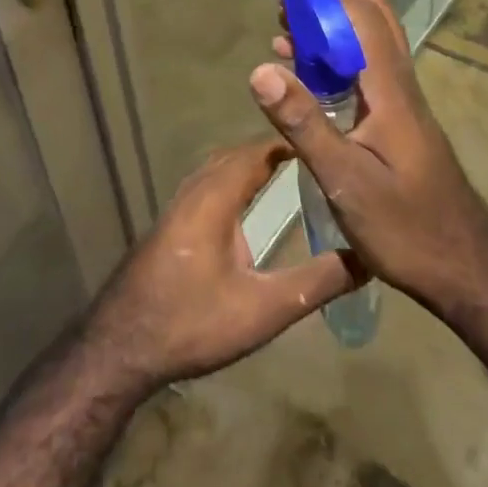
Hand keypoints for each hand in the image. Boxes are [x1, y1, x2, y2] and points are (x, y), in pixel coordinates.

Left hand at [83, 140, 362, 391]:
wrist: (121, 346)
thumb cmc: (193, 322)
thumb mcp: (264, 308)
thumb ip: (315, 282)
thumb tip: (366, 258)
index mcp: (216, 197)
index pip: (257, 151)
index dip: (290, 141)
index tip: (323, 140)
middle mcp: (195, 191)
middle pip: (237, 155)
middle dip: (273, 150)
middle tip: (312, 155)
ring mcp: (178, 207)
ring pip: (219, 169)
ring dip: (250, 164)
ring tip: (287, 171)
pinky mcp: (171, 225)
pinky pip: (208, 185)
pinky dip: (233, 180)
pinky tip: (245, 205)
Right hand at [253, 0, 487, 315]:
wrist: (467, 269)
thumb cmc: (407, 228)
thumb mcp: (346, 181)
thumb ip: (304, 123)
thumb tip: (261, 69)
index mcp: (389, 90)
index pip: (362, 16)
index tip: (284, 0)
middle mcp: (398, 85)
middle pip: (370, 20)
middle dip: (325, 9)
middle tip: (284, 20)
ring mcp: (401, 104)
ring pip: (366, 46)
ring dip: (327, 36)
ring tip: (283, 45)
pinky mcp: (398, 123)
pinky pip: (365, 74)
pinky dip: (334, 65)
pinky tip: (307, 88)